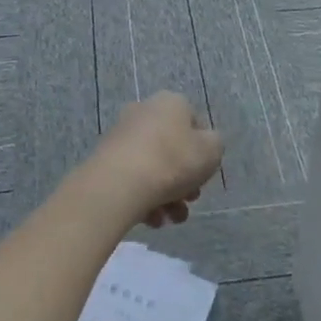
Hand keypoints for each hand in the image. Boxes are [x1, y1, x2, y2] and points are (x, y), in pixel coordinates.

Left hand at [81, 92, 222, 227]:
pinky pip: (134, 177)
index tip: (204, 175)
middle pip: (173, 148)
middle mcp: (145, 111)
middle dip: (185, 179)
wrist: (120, 183)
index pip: (195, 124)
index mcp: (171, 102)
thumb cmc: (173, 161)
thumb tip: (204, 144)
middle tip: (189, 200)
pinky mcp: (106, 158)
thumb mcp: (212, 151)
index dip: (203, 152)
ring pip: (154, 166)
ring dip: (167, 195)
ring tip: (171, 218)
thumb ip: (214, 144)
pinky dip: (145, 197)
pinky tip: (152, 218)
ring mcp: (123, 134)